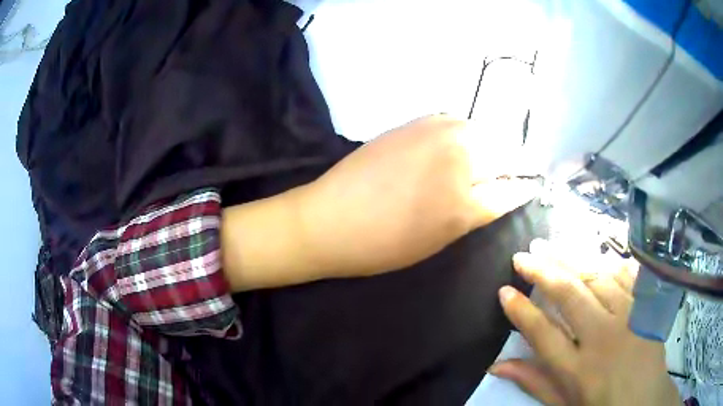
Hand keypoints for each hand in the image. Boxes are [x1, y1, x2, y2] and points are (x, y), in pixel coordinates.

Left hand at [298, 114, 538, 277]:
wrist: (329, 219)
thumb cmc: (383, 245)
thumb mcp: (439, 240)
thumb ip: (474, 213)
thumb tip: (496, 193)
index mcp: (466, 203)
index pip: (511, 190)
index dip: (524, 187)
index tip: (532, 184)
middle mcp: (459, 160)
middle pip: (504, 153)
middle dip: (515, 161)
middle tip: (519, 166)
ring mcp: (436, 134)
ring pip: (482, 131)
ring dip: (492, 142)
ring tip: (491, 154)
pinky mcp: (415, 121)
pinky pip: (455, 121)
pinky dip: (466, 130)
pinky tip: (462, 141)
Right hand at [490, 239, 679, 405]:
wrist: (645, 399)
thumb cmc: (602, 405)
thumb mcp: (564, 403)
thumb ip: (534, 382)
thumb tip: (497, 365)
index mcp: (578, 370)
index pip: (543, 334)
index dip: (521, 311)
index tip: (504, 291)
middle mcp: (602, 339)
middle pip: (570, 296)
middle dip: (543, 272)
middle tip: (523, 256)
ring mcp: (628, 317)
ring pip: (597, 277)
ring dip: (571, 259)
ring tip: (550, 246)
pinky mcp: (645, 305)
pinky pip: (625, 275)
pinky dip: (606, 262)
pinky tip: (592, 254)